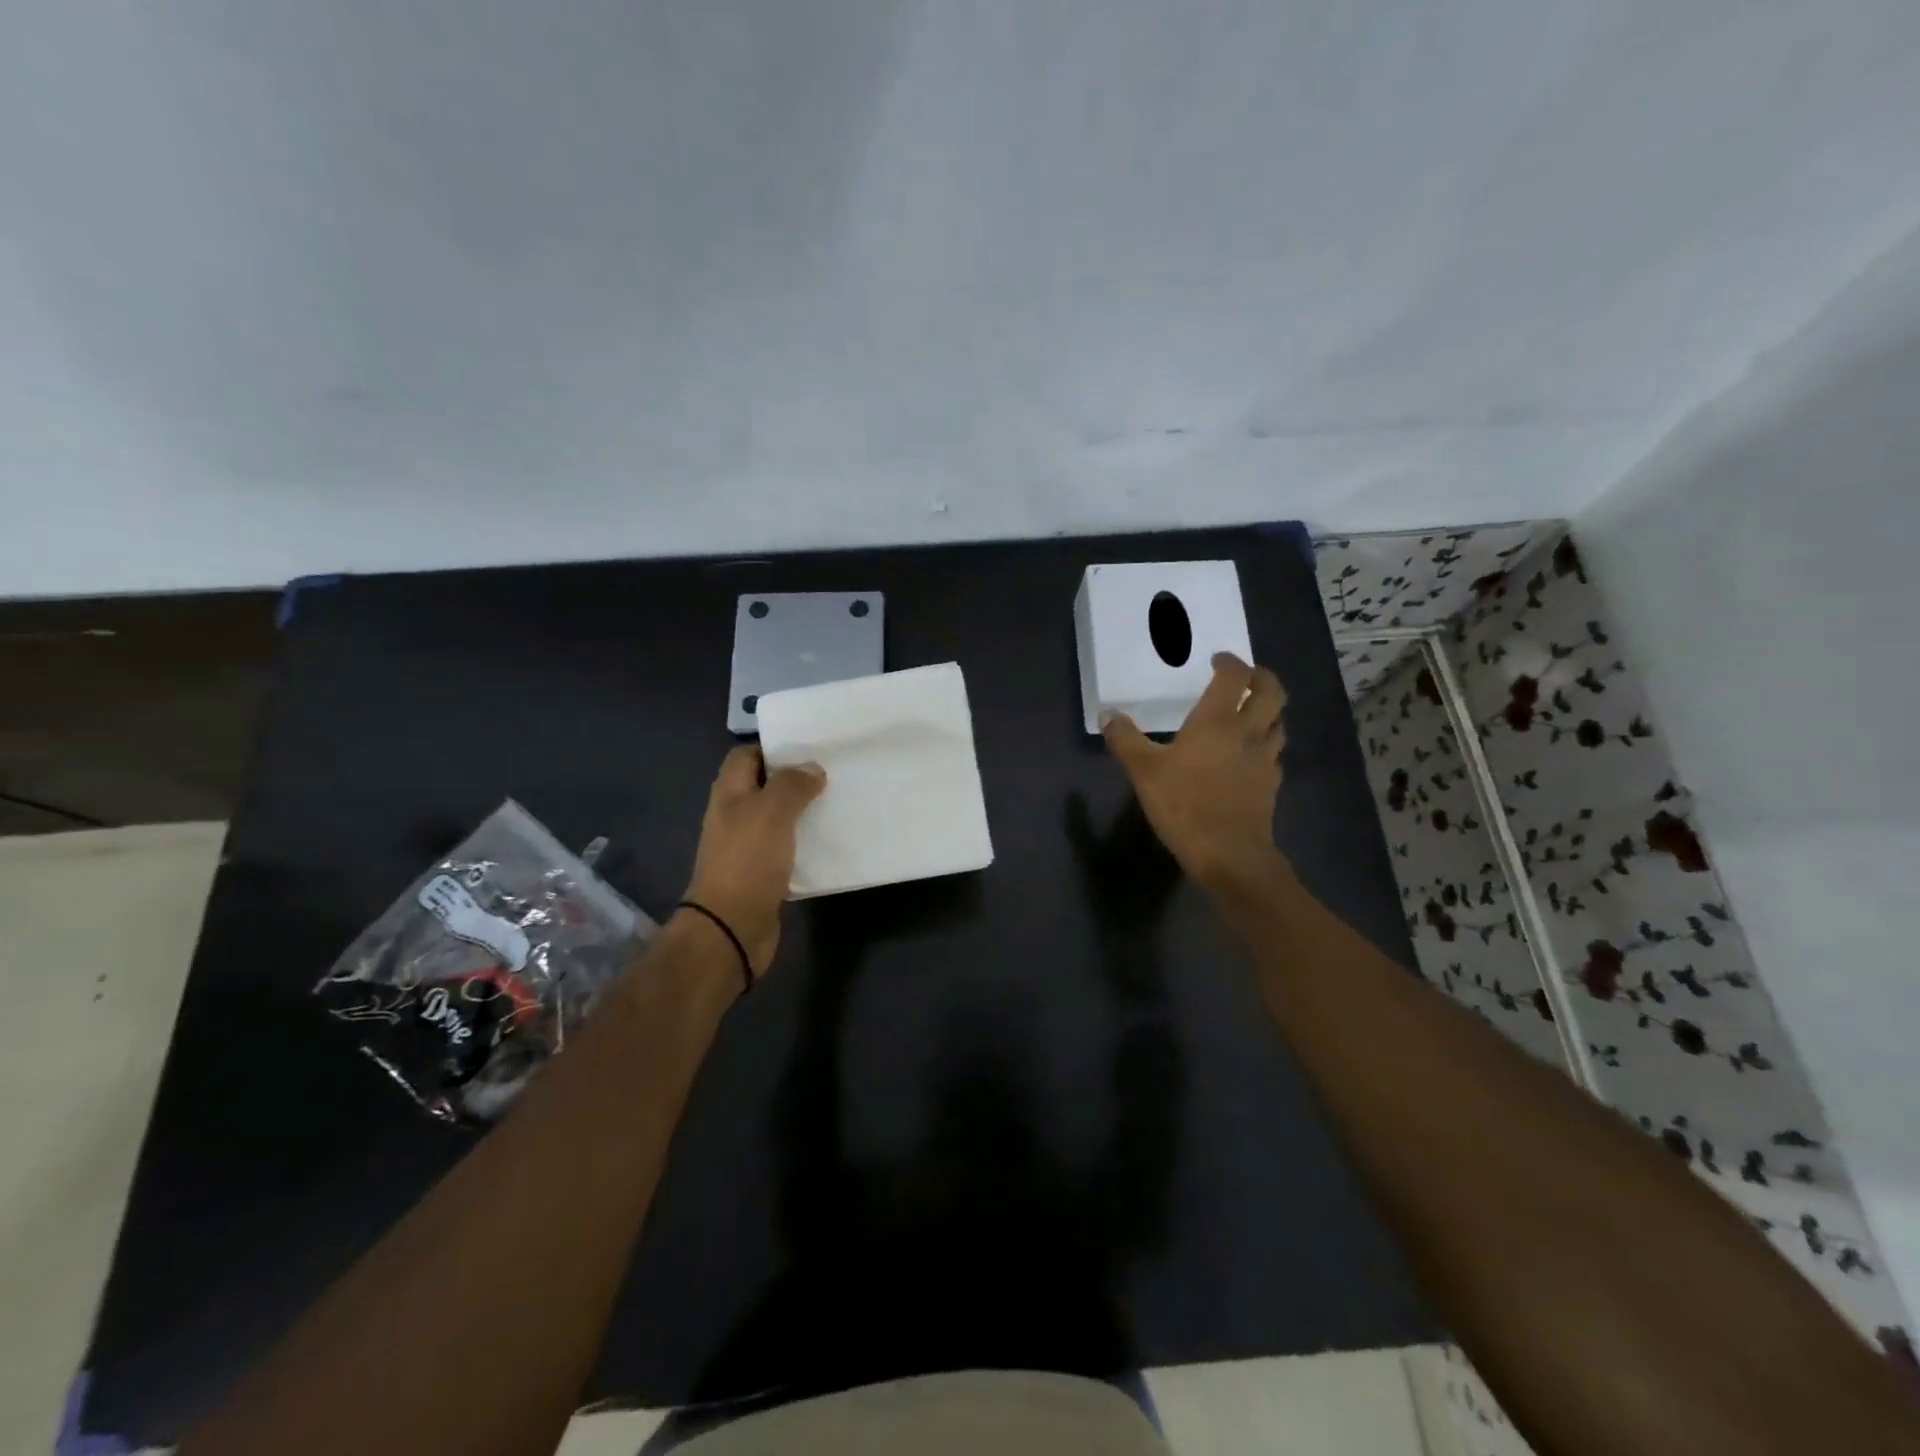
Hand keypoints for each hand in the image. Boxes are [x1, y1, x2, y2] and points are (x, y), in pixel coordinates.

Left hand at [682, 746, 825, 978]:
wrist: (731, 928)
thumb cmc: (747, 862)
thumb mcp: (771, 813)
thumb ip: (791, 785)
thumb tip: (812, 768)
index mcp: (729, 794)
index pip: (746, 756)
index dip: (773, 748)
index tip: (808, 748)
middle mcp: (735, 816)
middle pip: (764, 786)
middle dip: (794, 779)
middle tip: (831, 773)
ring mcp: (747, 846)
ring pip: (778, 818)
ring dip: (803, 811)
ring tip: (837, 803)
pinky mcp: (762, 873)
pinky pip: (786, 848)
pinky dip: (805, 842)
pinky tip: (830, 842)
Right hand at [1101, 653, 1286, 894]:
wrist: (1229, 854)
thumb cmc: (1184, 805)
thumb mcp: (1143, 771)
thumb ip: (1125, 739)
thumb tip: (1107, 714)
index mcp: (1217, 721)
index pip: (1235, 677)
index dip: (1230, 662)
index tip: (1218, 660)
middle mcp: (1248, 732)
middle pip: (1272, 692)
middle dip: (1261, 677)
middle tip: (1245, 676)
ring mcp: (1265, 758)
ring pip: (1279, 722)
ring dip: (1269, 710)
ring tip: (1251, 712)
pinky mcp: (1272, 784)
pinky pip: (1275, 753)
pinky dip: (1266, 743)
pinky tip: (1251, 755)